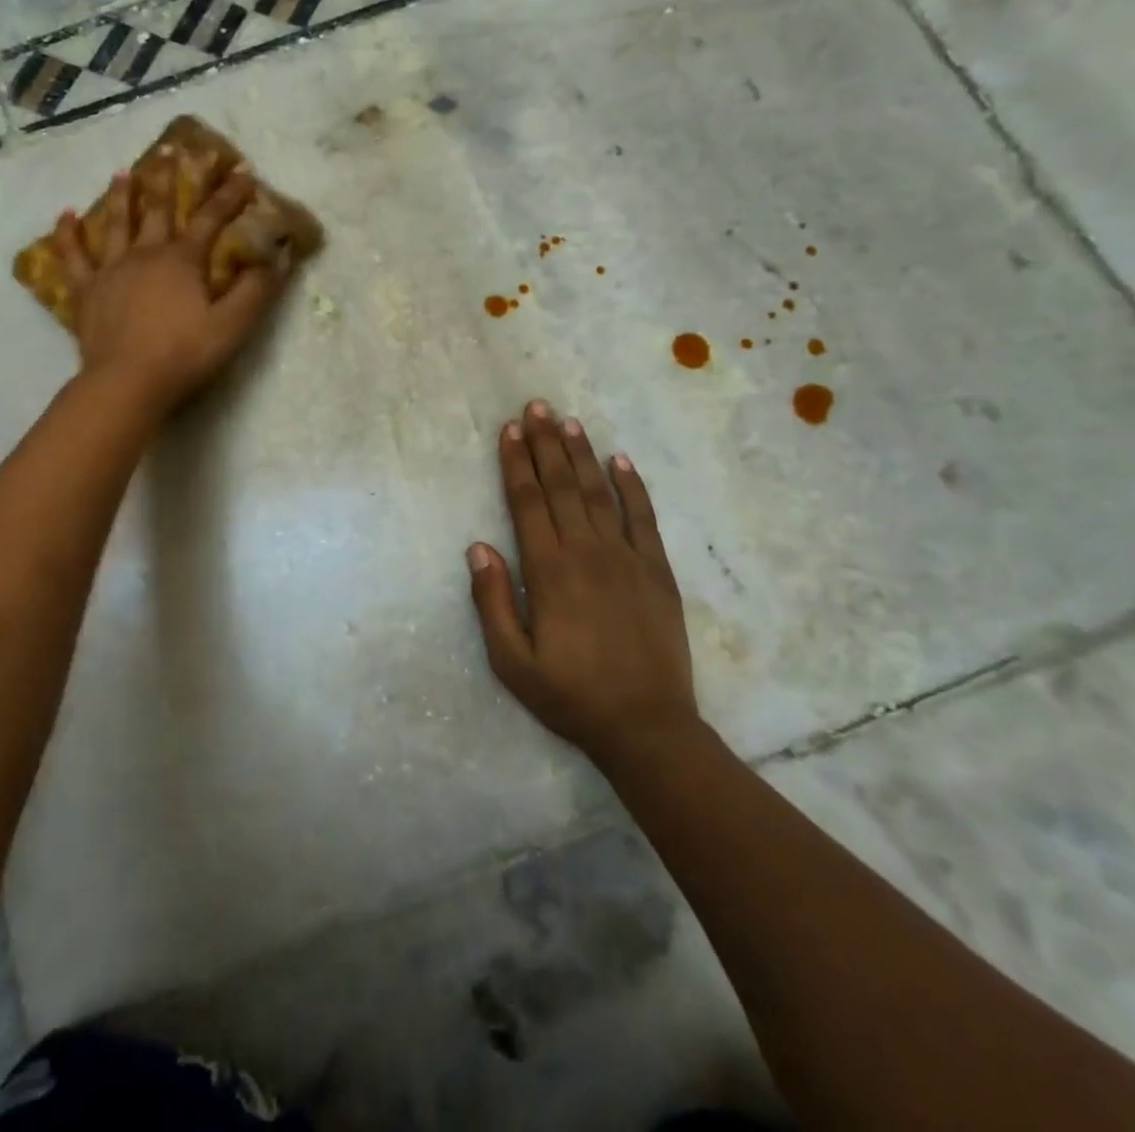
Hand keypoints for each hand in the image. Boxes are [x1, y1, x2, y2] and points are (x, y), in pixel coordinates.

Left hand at [52, 167, 283, 413]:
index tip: (243, 172)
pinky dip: (67, 235)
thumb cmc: (184, 354)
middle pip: (160, 210)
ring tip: (123, 173)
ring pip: (116, 224)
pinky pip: (73, 257)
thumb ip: (256, 291)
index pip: (211, 219)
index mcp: (183, 261)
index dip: (229, 196)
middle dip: (170, 180)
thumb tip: (278, 258)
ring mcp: (112, 270)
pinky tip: (64, 216)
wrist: (127, 382)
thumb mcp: (232, 325)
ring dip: (122, 197)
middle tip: (172, 150)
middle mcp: (146, 255)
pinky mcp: (86, 292)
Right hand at [466, 400, 698, 766]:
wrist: (646, 726)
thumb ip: (491, 602)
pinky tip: (621, 461)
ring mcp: (626, 558)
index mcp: (549, 571)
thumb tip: (477, 547)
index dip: (516, 463)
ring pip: (599, 493)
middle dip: (545, 444)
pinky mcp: (657, 570)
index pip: (527, 502)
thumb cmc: (570, 695)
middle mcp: (586, 552)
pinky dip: (632, 487)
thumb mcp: (512, 661)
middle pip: (561, 487)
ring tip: (568, 421)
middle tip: (536, 407)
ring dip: (581, 455)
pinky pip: (643, 518)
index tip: (509, 430)